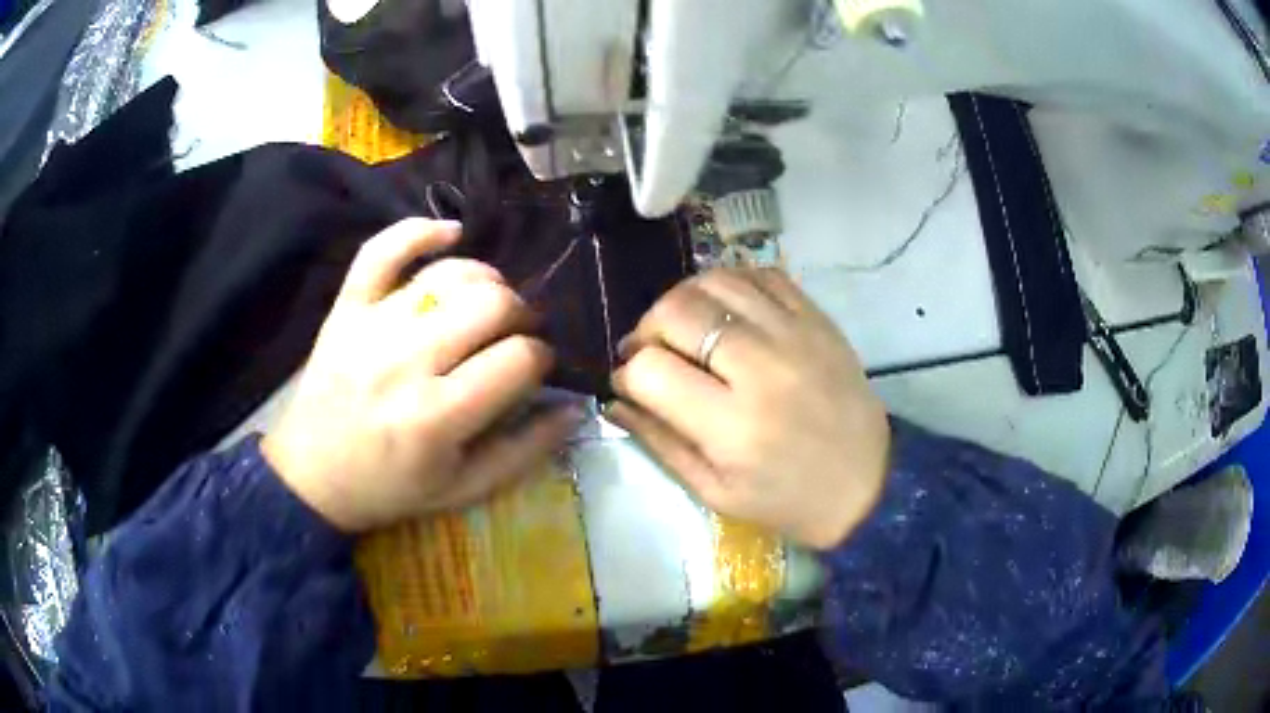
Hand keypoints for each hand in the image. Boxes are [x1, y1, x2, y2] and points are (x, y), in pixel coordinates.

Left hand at [262, 218, 580, 532]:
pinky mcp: (346, 308)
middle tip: (518, 334)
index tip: (538, 368)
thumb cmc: (391, 488)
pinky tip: (451, 234)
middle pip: (491, 304)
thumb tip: (574, 407)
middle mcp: (405, 362)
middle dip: (522, 315)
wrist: (312, 476)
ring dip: (486, 282)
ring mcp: (371, 326)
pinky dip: (420, 231)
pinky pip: (382, 250)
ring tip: (488, 304)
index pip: (518, 359)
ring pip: (449, 274)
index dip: (542, 358)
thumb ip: (525, 451)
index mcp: (437, 417)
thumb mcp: (464, 489)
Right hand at [608, 268, 889, 549]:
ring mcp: (795, 335)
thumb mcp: (714, 490)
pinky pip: (761, 274)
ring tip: (686, 328)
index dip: (627, 373)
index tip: (630, 384)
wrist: (866, 484)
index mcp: (732, 426)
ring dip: (684, 299)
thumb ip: (659, 442)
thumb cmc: (786, 499)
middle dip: (648, 328)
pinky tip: (726, 311)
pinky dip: (731, 283)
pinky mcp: (818, 319)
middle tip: (652, 351)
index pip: (650, 370)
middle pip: (677, 311)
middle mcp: (762, 369)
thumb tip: (614, 400)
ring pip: (715, 281)